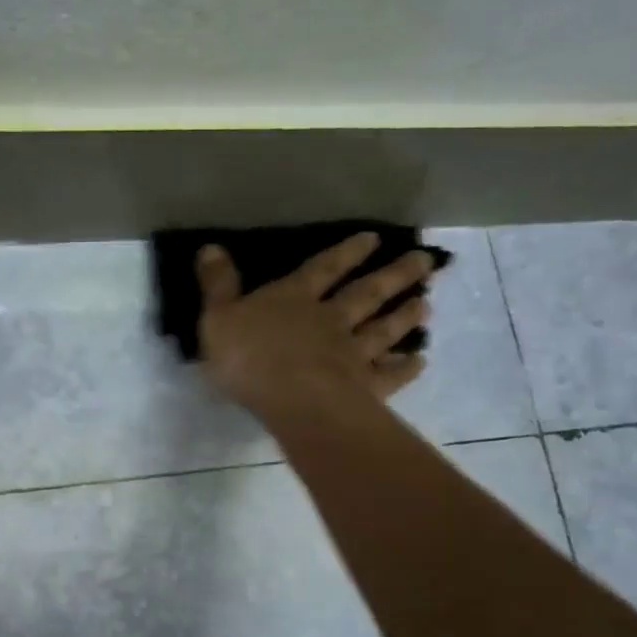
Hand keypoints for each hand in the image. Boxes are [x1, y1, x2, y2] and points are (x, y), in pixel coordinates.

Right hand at [196, 232, 436, 426]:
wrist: (290, 397)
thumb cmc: (249, 356)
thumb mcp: (217, 317)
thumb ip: (217, 285)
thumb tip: (210, 247)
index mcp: (294, 299)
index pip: (323, 269)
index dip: (346, 253)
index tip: (373, 239)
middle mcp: (330, 319)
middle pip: (366, 293)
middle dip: (393, 276)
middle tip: (424, 261)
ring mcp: (352, 353)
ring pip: (383, 329)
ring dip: (404, 316)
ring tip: (426, 304)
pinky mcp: (364, 386)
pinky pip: (390, 374)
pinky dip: (406, 367)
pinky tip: (420, 361)